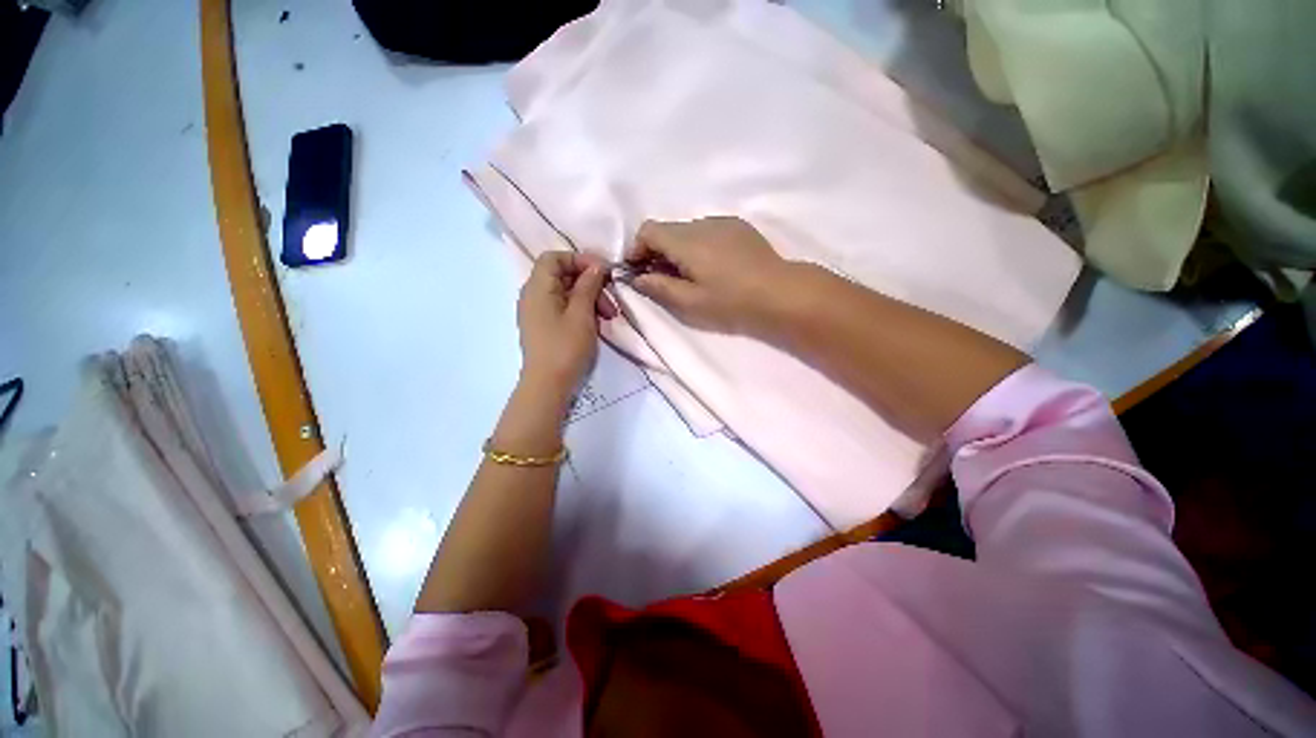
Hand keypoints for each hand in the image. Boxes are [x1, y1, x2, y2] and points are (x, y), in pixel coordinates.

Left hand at [516, 251, 615, 401]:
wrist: (548, 385)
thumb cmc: (565, 347)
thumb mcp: (582, 314)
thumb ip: (588, 286)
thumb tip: (596, 266)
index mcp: (537, 288)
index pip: (554, 258)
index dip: (579, 259)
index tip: (603, 272)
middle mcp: (533, 296)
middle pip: (562, 276)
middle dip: (590, 284)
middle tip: (611, 301)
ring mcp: (538, 312)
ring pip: (566, 293)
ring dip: (590, 299)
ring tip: (608, 316)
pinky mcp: (545, 326)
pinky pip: (564, 308)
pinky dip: (581, 311)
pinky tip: (597, 324)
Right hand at [626, 217, 795, 335]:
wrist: (780, 293)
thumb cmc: (731, 302)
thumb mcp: (689, 302)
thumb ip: (658, 287)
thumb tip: (636, 278)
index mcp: (686, 240)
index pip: (648, 230)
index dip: (636, 249)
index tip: (638, 271)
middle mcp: (701, 223)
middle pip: (667, 229)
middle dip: (656, 251)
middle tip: (661, 278)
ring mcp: (722, 222)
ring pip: (687, 230)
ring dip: (678, 249)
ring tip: (688, 274)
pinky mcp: (738, 227)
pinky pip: (707, 230)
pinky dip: (698, 245)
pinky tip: (711, 266)